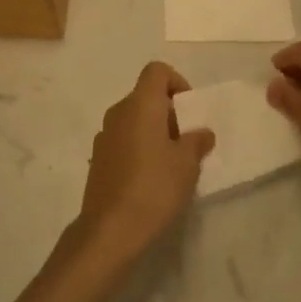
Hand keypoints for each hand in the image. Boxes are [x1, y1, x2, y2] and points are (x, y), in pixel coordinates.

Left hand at [74, 62, 214, 264]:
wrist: (109, 229)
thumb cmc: (154, 187)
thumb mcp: (187, 164)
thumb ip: (197, 142)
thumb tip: (202, 132)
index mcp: (140, 104)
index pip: (157, 71)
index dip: (177, 83)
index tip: (190, 112)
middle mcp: (119, 111)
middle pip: (146, 96)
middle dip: (169, 113)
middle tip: (187, 142)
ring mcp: (104, 135)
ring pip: (134, 119)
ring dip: (154, 132)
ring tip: (171, 163)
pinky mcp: (98, 158)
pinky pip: (123, 140)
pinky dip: (139, 148)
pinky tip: (150, 179)